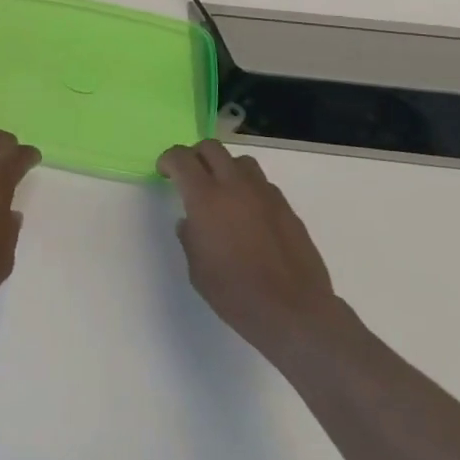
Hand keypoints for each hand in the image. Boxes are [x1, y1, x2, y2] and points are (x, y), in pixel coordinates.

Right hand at [158, 140, 346, 363]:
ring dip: (225, 168)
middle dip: (195, 156)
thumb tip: (191, 221)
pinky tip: (249, 215)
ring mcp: (265, 194)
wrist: (294, 311)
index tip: (164, 173)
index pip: (181, 158)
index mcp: (205, 198)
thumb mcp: (196, 268)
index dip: (168, 160)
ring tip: (222, 192)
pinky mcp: (287, 208)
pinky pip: (262, 184)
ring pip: (240, 161)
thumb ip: (190, 236)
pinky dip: (249, 189)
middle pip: (211, 148)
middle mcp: (235, 186)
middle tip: (189, 176)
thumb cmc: (235, 293)